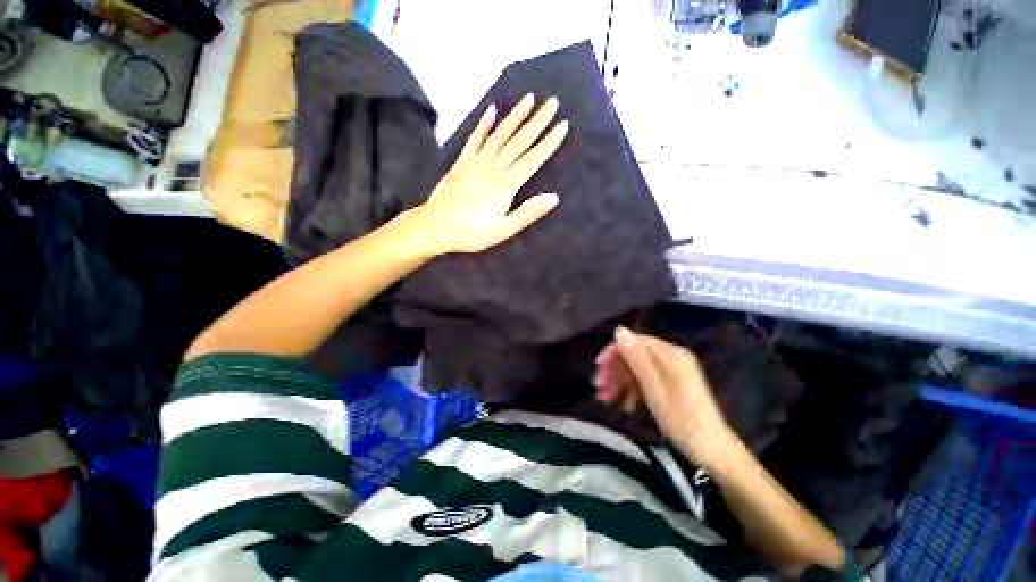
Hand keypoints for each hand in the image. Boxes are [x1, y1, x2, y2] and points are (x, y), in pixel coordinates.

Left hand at [414, 94, 568, 254]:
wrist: (436, 226)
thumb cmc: (473, 232)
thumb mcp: (504, 230)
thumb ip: (528, 213)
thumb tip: (553, 197)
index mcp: (506, 184)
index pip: (533, 159)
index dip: (549, 143)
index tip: (563, 125)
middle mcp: (494, 167)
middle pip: (519, 141)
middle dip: (538, 121)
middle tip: (552, 102)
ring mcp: (476, 161)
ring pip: (500, 134)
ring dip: (515, 115)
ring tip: (529, 98)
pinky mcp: (462, 161)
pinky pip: (475, 138)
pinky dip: (484, 123)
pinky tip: (491, 110)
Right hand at [594, 327, 741, 471]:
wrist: (714, 452)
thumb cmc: (682, 422)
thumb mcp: (654, 389)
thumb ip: (637, 358)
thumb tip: (620, 330)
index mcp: (671, 355)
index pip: (635, 341)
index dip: (614, 351)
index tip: (599, 368)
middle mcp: (672, 358)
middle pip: (635, 355)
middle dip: (615, 370)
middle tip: (600, 388)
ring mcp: (673, 371)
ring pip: (638, 368)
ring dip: (620, 382)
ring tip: (607, 400)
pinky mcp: (672, 384)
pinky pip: (646, 380)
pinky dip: (633, 390)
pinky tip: (625, 405)